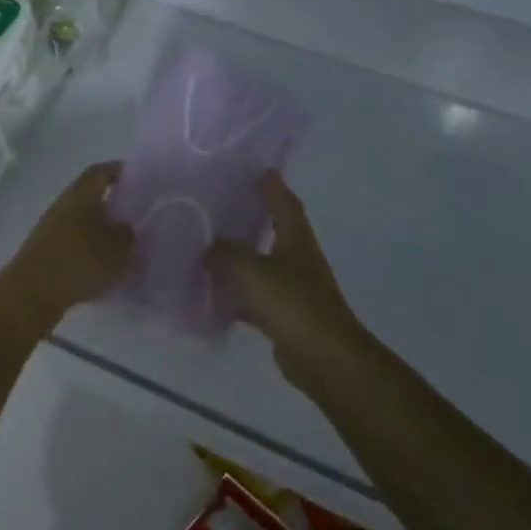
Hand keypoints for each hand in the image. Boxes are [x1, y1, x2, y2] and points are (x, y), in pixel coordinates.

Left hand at [0, 162, 135, 327]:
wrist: (32, 292)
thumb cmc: (80, 261)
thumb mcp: (117, 248)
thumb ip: (128, 235)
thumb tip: (127, 228)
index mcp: (81, 194)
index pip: (101, 172)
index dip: (118, 171)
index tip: (137, 178)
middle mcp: (63, 205)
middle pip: (89, 196)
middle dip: (111, 204)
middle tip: (134, 216)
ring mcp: (49, 228)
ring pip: (80, 221)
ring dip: (99, 229)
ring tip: (121, 246)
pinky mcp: (44, 251)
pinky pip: (72, 242)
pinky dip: (87, 249)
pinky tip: (101, 267)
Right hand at [206, 172, 365, 380]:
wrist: (324, 358)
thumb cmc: (293, 304)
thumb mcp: (252, 270)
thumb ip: (226, 254)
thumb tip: (209, 248)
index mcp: (296, 240)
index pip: (285, 203)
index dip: (272, 187)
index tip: (258, 171)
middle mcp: (297, 259)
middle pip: (273, 231)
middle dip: (251, 219)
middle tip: (220, 206)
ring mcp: (292, 289)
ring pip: (260, 265)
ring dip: (239, 258)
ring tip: (206, 248)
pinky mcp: (284, 316)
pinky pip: (254, 297)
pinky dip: (236, 295)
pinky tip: (212, 297)